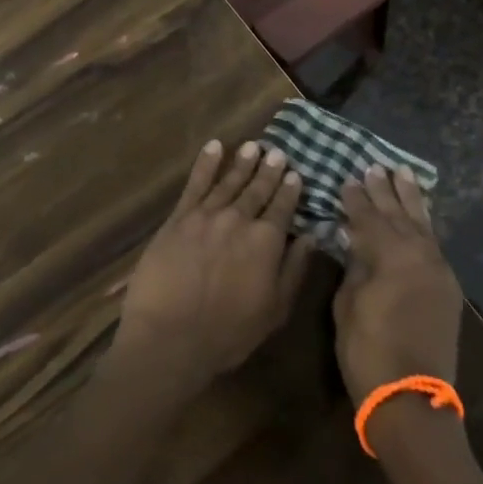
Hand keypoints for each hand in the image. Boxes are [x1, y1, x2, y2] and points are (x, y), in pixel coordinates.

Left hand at [112, 139, 312, 396]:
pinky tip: (215, 147)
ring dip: (242, 162)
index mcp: (266, 241)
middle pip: (257, 189)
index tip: (296, 173)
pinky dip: (206, 163)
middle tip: (277, 152)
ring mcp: (206, 215)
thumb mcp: (275, 309)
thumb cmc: (228, 332)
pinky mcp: (178, 218)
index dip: (290, 190)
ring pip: (229, 181)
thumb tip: (311, 236)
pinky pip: (195, 184)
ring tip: (253, 146)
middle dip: (269, 170)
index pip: (283, 207)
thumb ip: (294, 269)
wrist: (170, 337)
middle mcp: (239, 219)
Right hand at [332, 166, 464, 402]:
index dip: (356, 200)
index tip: (348, 180)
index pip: (369, 218)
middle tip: (375, 166)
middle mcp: (420, 255)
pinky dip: (425, 225)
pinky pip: (434, 244)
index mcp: (392, 256)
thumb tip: (355, 242)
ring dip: (411, 200)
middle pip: (399, 215)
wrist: (412, 399)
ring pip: (423, 225)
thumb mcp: (348, 306)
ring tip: (402, 174)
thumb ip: (355, 267)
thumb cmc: (368, 352)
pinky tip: (420, 216)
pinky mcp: (448, 288)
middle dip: (385, 191)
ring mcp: (439, 271)